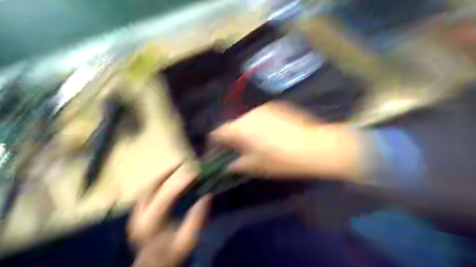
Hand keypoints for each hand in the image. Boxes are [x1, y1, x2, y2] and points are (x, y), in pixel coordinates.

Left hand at [129, 163, 211, 266]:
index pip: (167, 195)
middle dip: (167, 172)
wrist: (154, 266)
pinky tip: (166, 179)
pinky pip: (145, 192)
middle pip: (151, 187)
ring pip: (146, 188)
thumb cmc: (173, 254)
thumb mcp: (188, 241)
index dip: (182, 181)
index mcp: (151, 223)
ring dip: (161, 176)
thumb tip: (207, 196)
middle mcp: (138, 216)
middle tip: (183, 163)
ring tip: (176, 168)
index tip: (196, 171)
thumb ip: (197, 219)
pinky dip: (156, 183)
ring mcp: (134, 214)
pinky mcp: (136, 214)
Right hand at [210, 101, 358, 179]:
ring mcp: (264, 107)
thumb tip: (226, 165)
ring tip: (257, 142)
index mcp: (239, 128)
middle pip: (232, 124)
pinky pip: (261, 115)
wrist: (314, 145)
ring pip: (247, 119)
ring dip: (247, 129)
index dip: (214, 143)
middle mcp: (248, 113)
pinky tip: (272, 133)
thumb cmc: (280, 159)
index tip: (219, 152)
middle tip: (239, 150)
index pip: (216, 133)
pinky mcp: (278, 106)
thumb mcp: (255, 166)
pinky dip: (260, 124)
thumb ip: (236, 164)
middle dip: (232, 137)